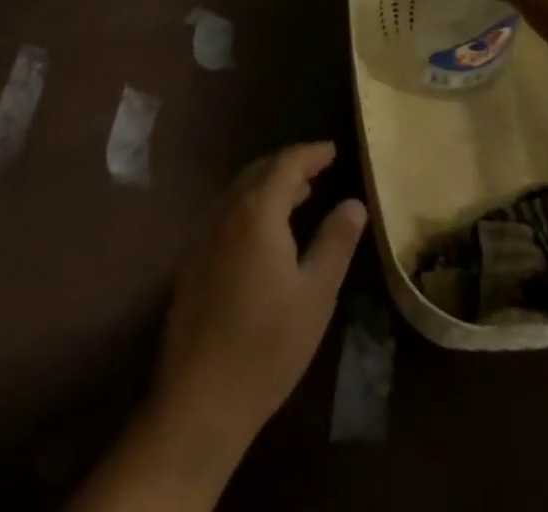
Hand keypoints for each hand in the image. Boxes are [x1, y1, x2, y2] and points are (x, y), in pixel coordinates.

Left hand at [153, 142, 367, 454]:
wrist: (199, 398)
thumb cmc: (267, 346)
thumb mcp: (315, 295)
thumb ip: (335, 242)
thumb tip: (354, 203)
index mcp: (257, 211)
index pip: (286, 163)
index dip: (311, 153)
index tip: (333, 150)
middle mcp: (226, 211)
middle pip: (259, 171)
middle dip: (290, 165)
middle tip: (318, 170)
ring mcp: (204, 234)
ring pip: (240, 191)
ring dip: (269, 185)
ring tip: (299, 195)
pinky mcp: (192, 259)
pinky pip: (226, 213)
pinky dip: (250, 206)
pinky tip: (265, 232)